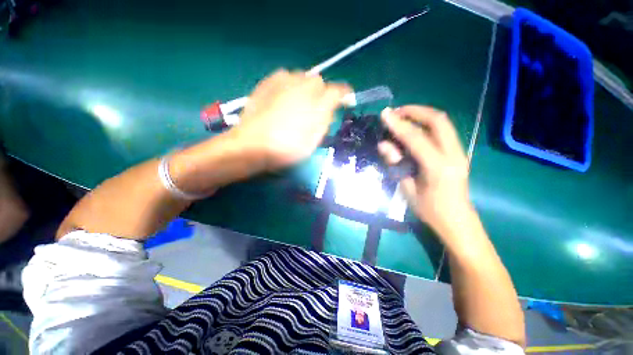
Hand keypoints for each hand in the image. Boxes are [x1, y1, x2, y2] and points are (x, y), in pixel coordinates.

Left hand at [230, 69, 350, 170]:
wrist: (252, 145)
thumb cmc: (287, 148)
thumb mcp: (313, 141)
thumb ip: (325, 121)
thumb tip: (331, 107)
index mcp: (316, 105)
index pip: (337, 91)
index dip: (344, 94)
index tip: (345, 99)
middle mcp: (302, 87)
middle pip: (319, 81)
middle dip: (321, 92)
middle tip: (315, 108)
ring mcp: (283, 82)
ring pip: (302, 77)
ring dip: (304, 87)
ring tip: (297, 103)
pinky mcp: (267, 82)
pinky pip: (285, 76)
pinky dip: (289, 84)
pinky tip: (283, 97)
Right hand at [378, 106, 470, 231]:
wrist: (457, 222)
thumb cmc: (430, 211)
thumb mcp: (408, 189)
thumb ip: (396, 164)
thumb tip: (383, 144)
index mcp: (438, 167)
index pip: (416, 138)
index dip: (398, 124)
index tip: (384, 114)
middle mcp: (453, 154)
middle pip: (438, 120)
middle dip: (415, 111)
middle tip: (395, 112)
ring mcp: (459, 152)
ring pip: (443, 122)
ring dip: (421, 115)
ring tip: (402, 116)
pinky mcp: (458, 152)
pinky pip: (443, 130)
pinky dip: (427, 124)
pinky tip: (414, 127)